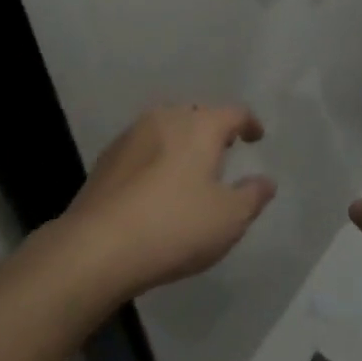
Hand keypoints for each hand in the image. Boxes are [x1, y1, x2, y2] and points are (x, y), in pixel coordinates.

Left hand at [58, 104, 276, 300]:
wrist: (96, 248)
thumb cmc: (174, 227)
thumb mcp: (229, 219)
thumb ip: (253, 196)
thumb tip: (265, 181)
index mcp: (199, 125)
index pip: (233, 112)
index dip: (249, 123)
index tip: (256, 137)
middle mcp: (166, 118)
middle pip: (197, 115)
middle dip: (213, 130)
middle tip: (223, 152)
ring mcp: (131, 136)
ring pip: (167, 129)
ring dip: (182, 143)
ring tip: (190, 169)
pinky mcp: (107, 159)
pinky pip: (143, 148)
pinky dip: (157, 159)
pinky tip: (156, 186)